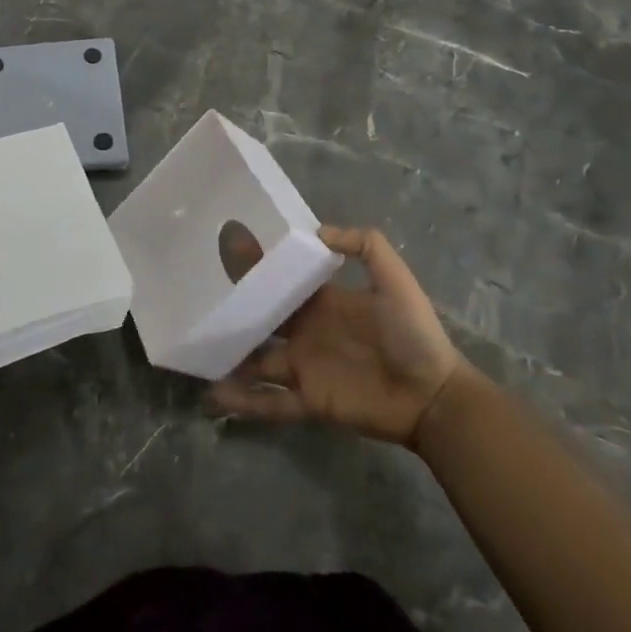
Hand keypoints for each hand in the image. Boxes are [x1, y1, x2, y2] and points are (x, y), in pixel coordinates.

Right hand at [211, 225, 461, 448]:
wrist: (434, 395)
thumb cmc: (414, 334)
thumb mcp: (395, 280)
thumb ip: (364, 246)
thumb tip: (318, 229)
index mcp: (325, 302)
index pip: (284, 282)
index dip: (259, 270)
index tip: (225, 253)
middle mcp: (308, 332)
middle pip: (264, 319)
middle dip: (236, 311)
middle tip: (199, 301)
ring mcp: (306, 368)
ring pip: (258, 361)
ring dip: (231, 357)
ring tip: (197, 349)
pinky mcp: (309, 400)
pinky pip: (271, 402)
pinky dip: (244, 401)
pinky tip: (214, 395)